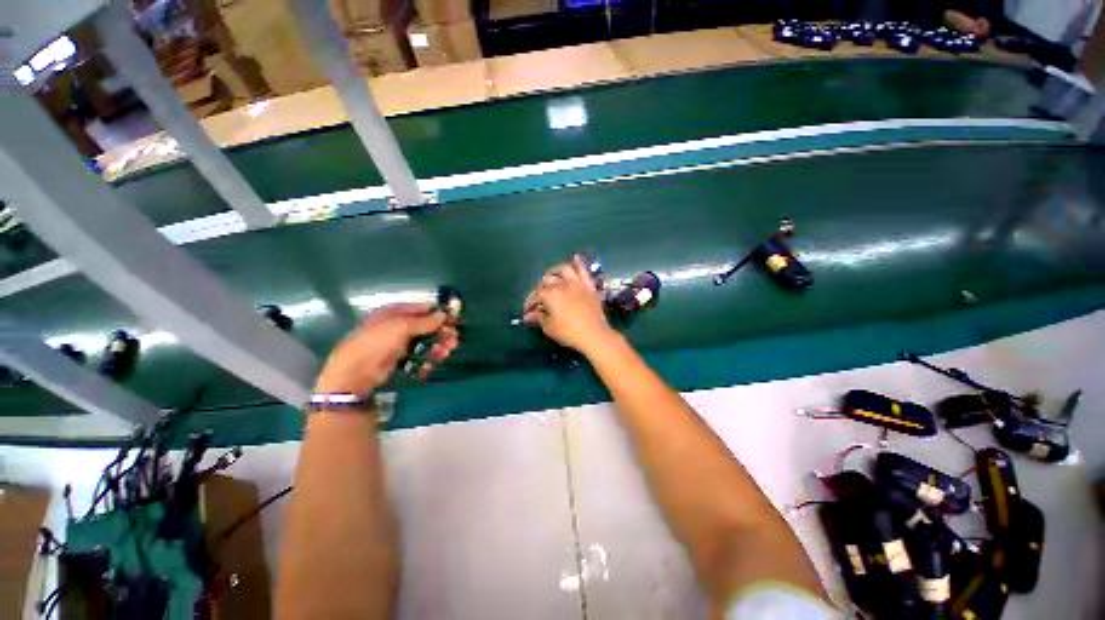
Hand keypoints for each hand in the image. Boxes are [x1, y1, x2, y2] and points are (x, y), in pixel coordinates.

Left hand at [315, 304, 459, 393]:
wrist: (356, 373)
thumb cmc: (377, 342)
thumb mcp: (402, 327)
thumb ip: (425, 321)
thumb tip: (444, 315)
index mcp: (394, 313)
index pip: (421, 309)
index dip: (438, 314)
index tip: (453, 320)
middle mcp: (397, 326)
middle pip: (426, 327)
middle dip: (441, 332)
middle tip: (454, 339)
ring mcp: (398, 344)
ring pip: (425, 342)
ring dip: (438, 346)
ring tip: (447, 351)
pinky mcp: (400, 359)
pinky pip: (419, 356)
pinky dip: (429, 358)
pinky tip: (435, 361)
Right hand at [523, 256, 615, 353]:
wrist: (594, 335)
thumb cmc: (568, 333)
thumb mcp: (549, 327)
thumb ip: (538, 318)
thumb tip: (529, 316)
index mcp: (550, 295)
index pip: (535, 296)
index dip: (529, 304)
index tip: (528, 312)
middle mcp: (562, 284)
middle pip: (547, 281)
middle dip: (540, 289)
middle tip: (540, 299)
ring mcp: (577, 283)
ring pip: (563, 270)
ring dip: (555, 272)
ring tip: (551, 277)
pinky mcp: (589, 286)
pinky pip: (583, 271)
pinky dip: (578, 263)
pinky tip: (575, 258)